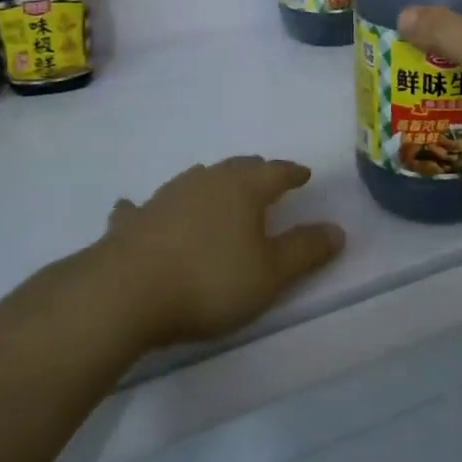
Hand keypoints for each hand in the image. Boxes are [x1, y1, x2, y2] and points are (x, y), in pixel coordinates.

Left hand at [97, 157, 344, 347]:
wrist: (124, 293)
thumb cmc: (209, 281)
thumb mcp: (270, 274)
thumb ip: (305, 250)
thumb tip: (337, 230)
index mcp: (242, 188)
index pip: (276, 171)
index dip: (292, 173)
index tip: (303, 174)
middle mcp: (205, 181)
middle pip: (237, 168)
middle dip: (255, 172)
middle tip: (267, 180)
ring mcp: (165, 196)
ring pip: (196, 180)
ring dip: (211, 185)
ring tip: (218, 192)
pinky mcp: (133, 220)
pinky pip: (145, 207)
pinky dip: (152, 208)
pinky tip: (138, 209)